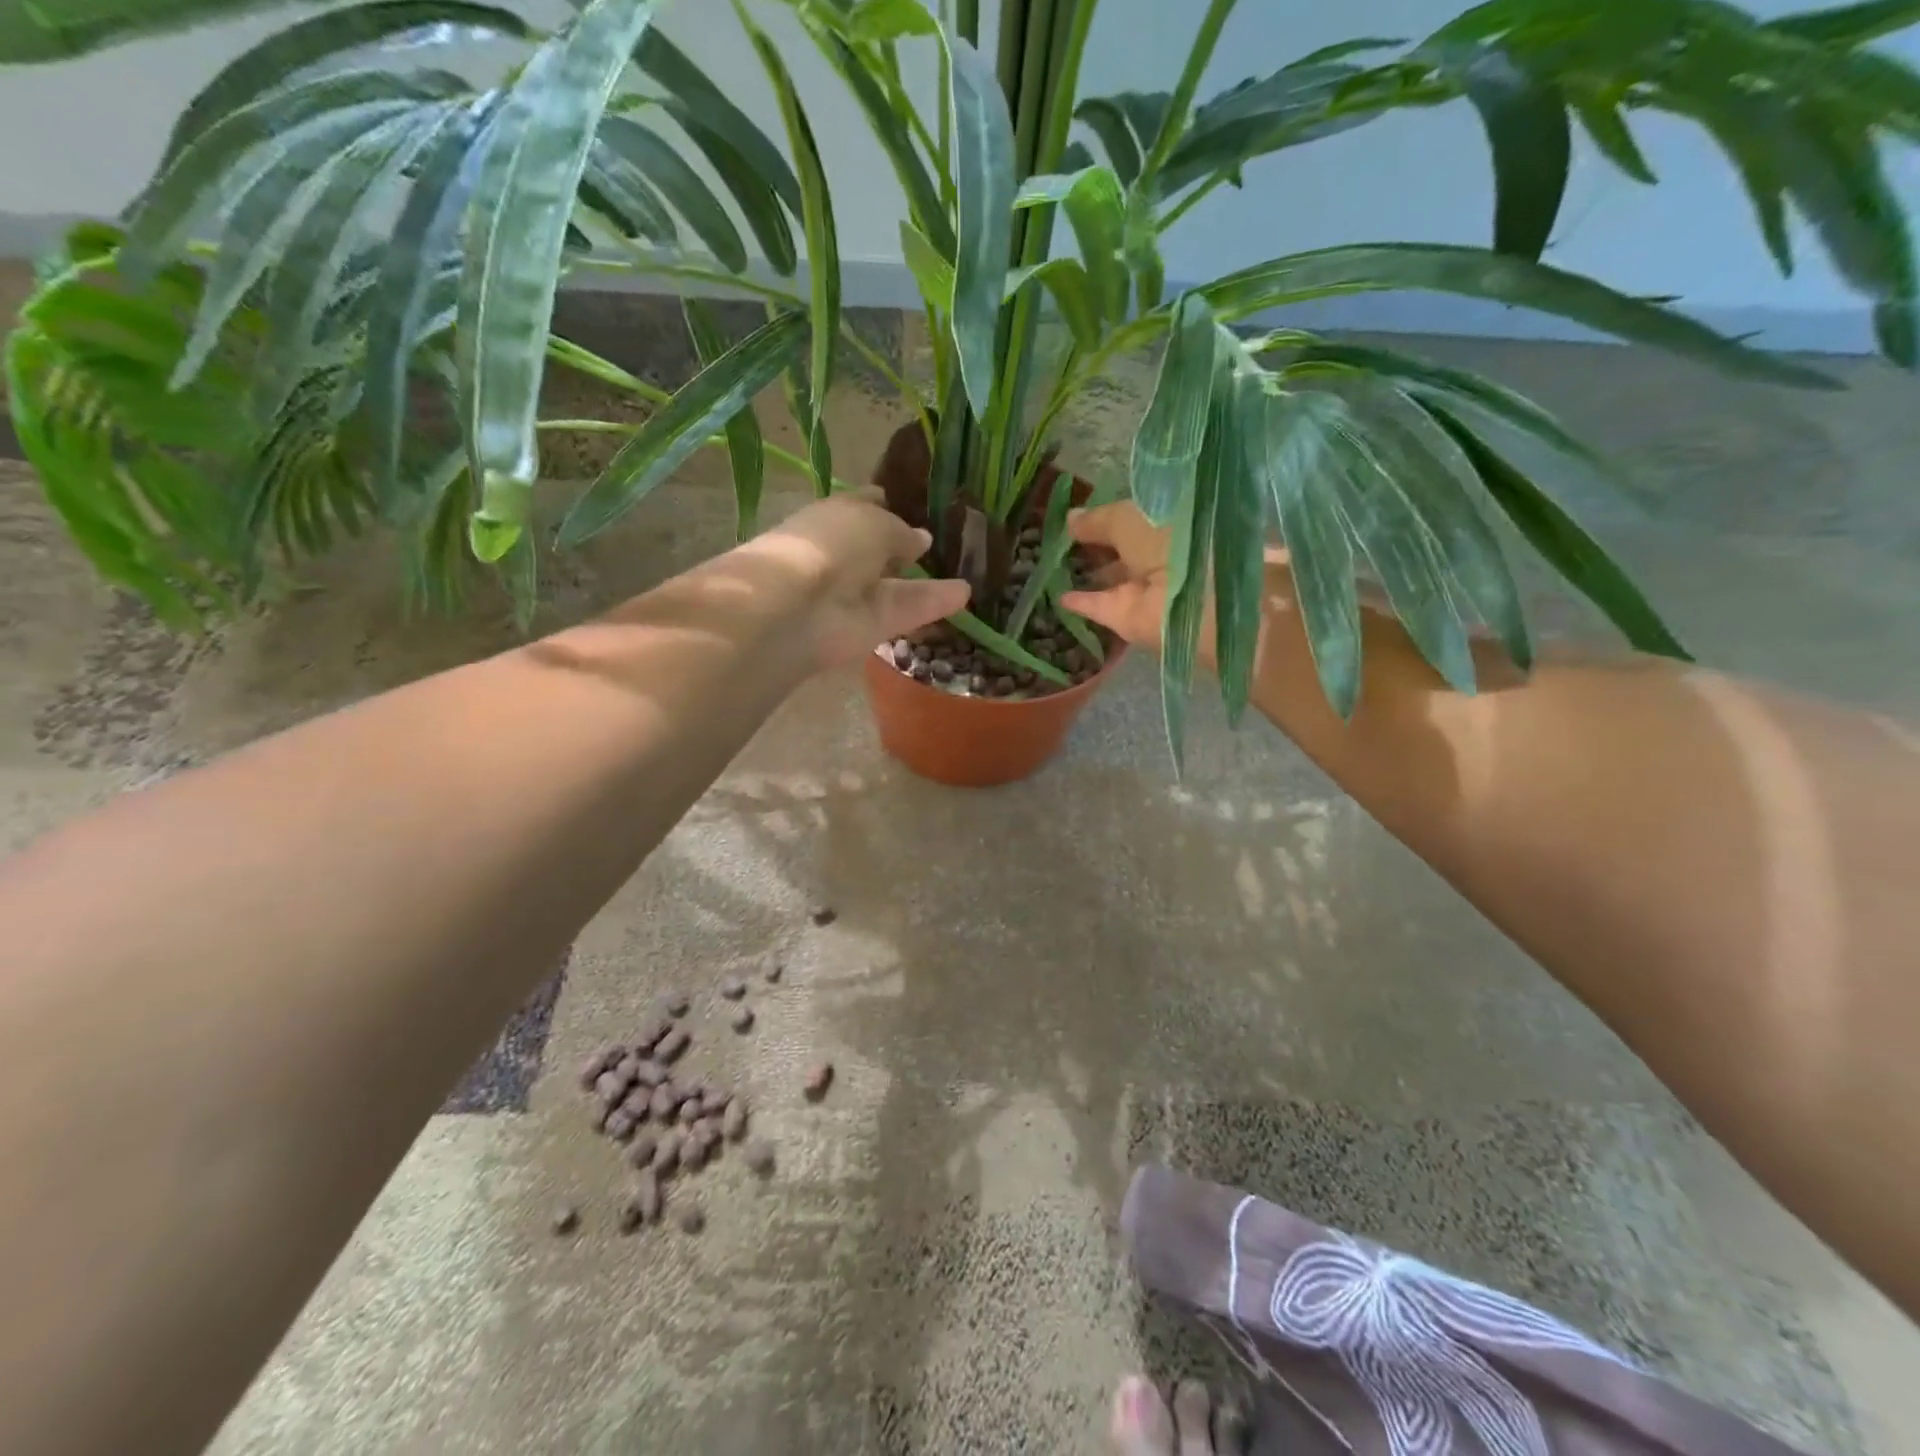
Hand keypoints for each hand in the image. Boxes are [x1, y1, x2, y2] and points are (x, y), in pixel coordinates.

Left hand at [744, 489, 970, 670]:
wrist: (798, 605)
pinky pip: (905, 611)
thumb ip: (902, 532)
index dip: (891, 503)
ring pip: (898, 585)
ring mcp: (857, 593)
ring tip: (969, 574)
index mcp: (837, 515)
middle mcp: (846, 553)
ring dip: (929, 580)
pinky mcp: (871, 627)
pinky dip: (933, 604)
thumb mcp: (876, 522)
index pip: (866, 505)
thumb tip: (921, 540)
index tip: (922, 504)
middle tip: (951, 545)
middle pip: (883, 549)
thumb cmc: (831, 543)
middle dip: (911, 548)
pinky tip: (965, 595)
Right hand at [1057, 500, 1182, 655]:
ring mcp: (1144, 590)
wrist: (1189, 598)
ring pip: (1112, 578)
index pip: (1136, 518)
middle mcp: (1160, 556)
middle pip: (1123, 549)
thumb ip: (1098, 520)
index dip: (1109, 515)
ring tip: (1055, 565)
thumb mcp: (1129, 519)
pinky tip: (1060, 596)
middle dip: (1098, 544)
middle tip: (1063, 538)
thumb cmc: (1168, 541)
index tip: (1080, 514)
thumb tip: (1070, 518)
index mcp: (1170, 525)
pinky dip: (1081, 602)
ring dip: (1089, 573)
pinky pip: (1099, 606)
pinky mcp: (1128, 618)